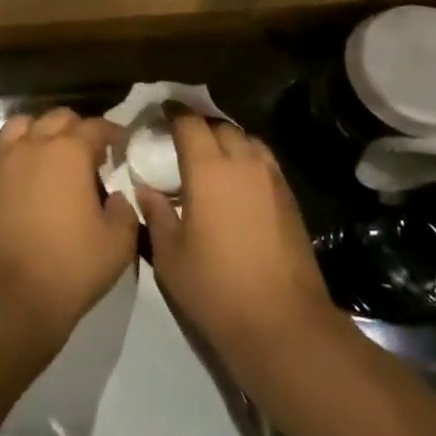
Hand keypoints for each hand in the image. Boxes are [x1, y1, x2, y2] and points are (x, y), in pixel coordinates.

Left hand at [0, 109, 137, 344]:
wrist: (13, 295)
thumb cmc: (71, 266)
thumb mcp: (119, 242)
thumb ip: (124, 209)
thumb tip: (116, 196)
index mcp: (71, 152)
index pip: (95, 127)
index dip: (111, 133)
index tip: (119, 145)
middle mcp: (34, 144)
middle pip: (57, 118)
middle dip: (76, 128)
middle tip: (86, 153)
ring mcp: (2, 160)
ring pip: (19, 125)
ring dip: (37, 132)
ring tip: (45, 152)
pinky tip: (7, 161)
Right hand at [133, 114, 338, 395]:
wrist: (283, 323)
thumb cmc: (216, 287)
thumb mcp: (170, 255)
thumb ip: (155, 213)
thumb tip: (145, 189)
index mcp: (209, 169)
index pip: (190, 122)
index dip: (174, 112)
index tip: (161, 111)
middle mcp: (244, 163)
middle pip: (221, 126)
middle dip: (200, 125)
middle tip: (181, 138)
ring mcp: (272, 179)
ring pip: (247, 141)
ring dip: (227, 141)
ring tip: (211, 158)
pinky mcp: (290, 199)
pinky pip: (264, 162)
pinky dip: (247, 160)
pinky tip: (235, 183)